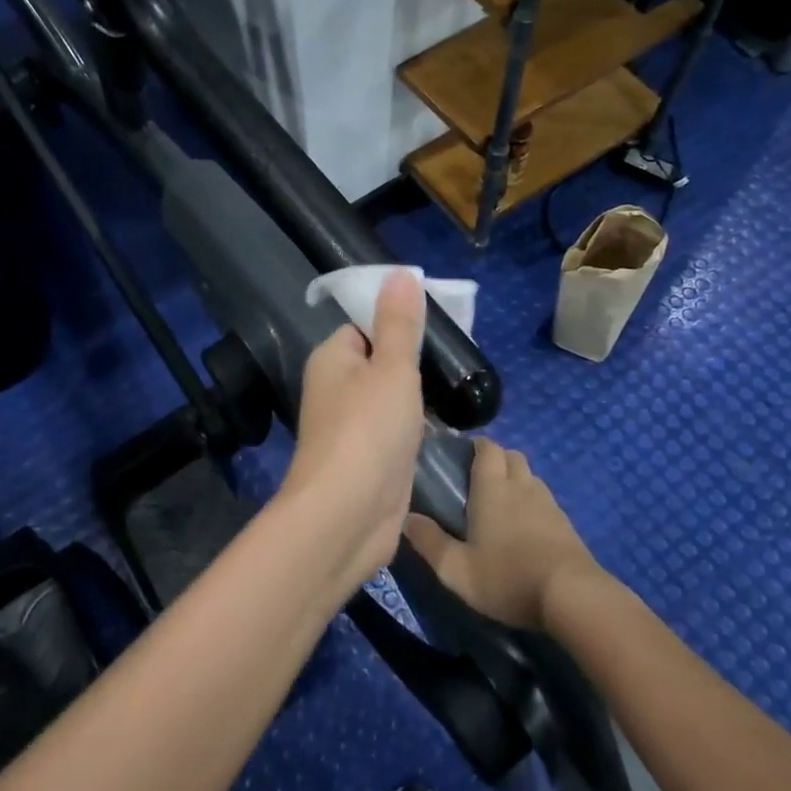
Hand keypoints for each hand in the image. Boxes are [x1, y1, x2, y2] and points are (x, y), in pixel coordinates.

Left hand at [277, 270, 427, 595]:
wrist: (347, 515)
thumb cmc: (368, 430)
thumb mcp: (391, 367)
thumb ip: (399, 323)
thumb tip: (399, 274)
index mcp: (332, 358)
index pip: (364, 325)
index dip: (398, 320)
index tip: (438, 322)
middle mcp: (336, 388)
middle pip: (379, 360)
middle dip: (413, 360)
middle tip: (456, 355)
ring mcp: (352, 426)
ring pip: (389, 397)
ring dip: (418, 395)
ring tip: (458, 384)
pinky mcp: (369, 458)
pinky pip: (395, 429)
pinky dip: (416, 426)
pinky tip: (445, 424)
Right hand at [404, 438, 602, 630]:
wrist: (573, 596)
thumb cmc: (507, 577)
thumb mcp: (457, 570)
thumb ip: (430, 543)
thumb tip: (407, 519)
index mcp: (492, 488)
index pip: (487, 448)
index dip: (476, 446)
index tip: (462, 456)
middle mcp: (521, 486)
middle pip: (511, 456)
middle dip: (496, 460)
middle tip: (479, 481)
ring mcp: (548, 503)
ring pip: (530, 477)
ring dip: (516, 481)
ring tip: (502, 505)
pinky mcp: (567, 524)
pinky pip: (545, 501)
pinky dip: (533, 505)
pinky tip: (526, 529)